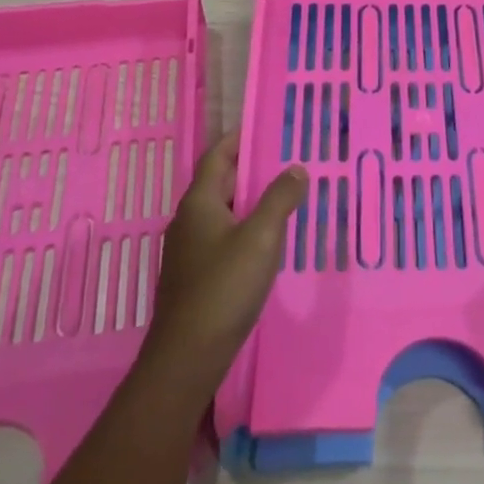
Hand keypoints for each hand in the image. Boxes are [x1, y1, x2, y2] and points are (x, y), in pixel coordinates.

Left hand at [141, 135, 305, 398]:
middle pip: (220, 182)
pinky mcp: (196, 276)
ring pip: (223, 212)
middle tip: (286, 159)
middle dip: (250, 168)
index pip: (218, 156)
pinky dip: (245, 227)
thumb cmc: (223, 288)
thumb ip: (279, 199)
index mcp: (199, 203)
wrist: (187, 358)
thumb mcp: (261, 238)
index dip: (238, 138)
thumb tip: (296, 168)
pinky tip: (268, 239)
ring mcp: (189, 250)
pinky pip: (223, 237)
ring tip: (284, 194)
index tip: (264, 125)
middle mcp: (189, 220)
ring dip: (249, 200)